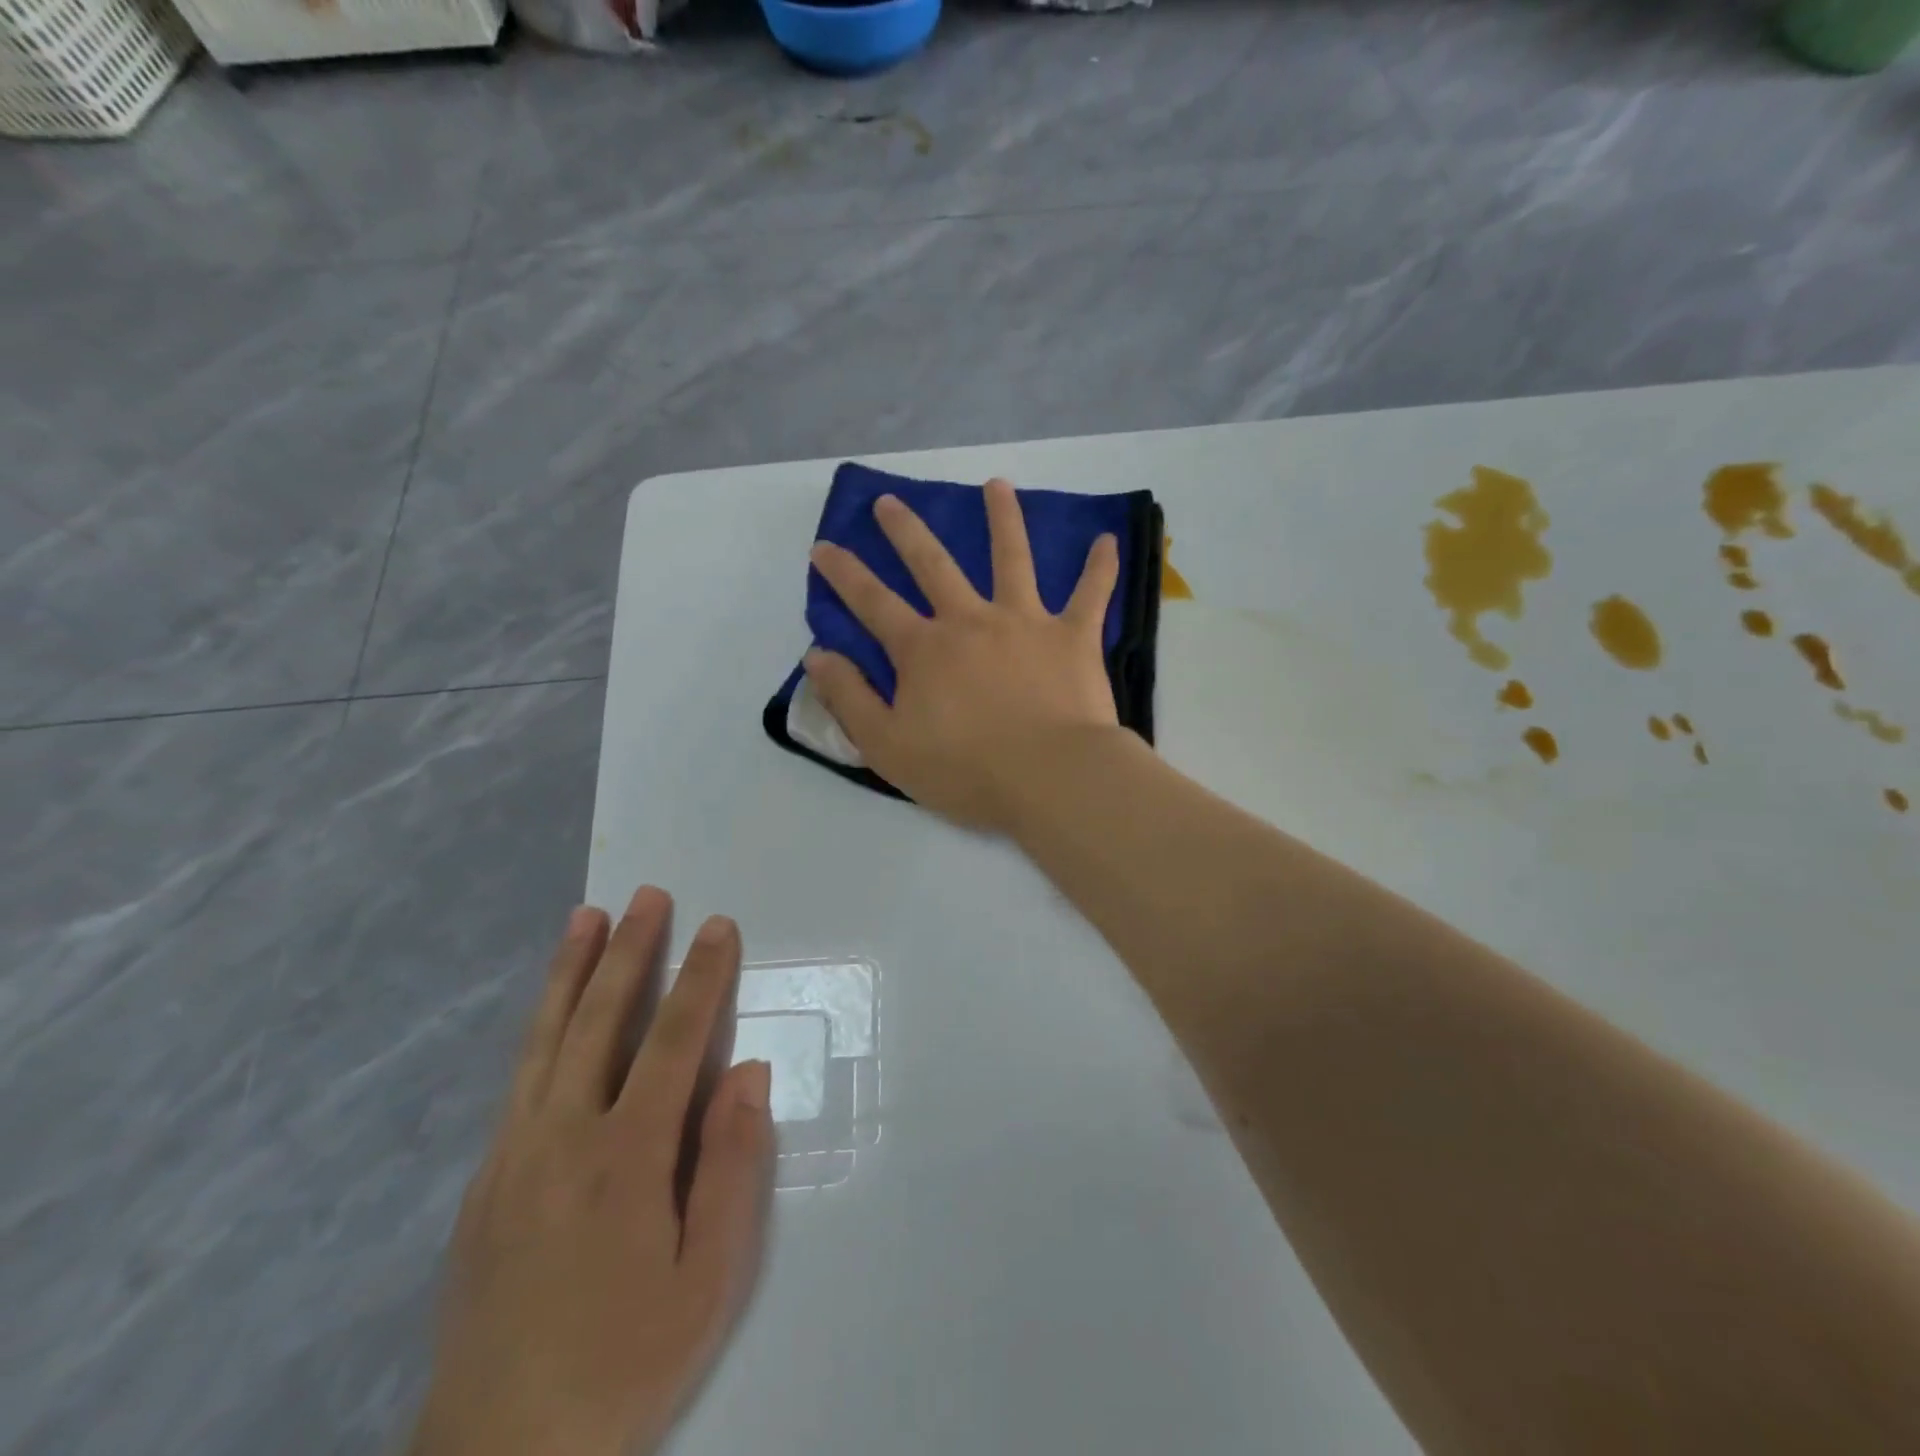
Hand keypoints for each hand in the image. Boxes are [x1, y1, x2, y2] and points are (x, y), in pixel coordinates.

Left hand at [411, 888, 773, 1455]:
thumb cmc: (626, 1360)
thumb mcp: (708, 1279)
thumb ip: (731, 1167)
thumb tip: (745, 1073)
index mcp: (625, 1156)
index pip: (671, 1040)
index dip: (700, 978)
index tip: (717, 926)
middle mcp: (562, 1136)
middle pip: (601, 1020)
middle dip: (630, 950)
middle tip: (647, 895)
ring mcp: (513, 1154)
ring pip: (546, 1038)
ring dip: (571, 971)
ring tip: (585, 917)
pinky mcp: (484, 1180)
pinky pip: (519, 1078)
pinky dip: (539, 1025)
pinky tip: (551, 1008)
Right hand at [803, 477, 1121, 831]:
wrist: (1050, 778)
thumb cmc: (966, 771)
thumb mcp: (887, 746)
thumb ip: (849, 699)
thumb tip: (817, 655)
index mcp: (924, 650)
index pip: (873, 602)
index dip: (844, 574)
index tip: (823, 546)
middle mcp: (971, 621)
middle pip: (933, 565)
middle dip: (907, 531)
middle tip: (890, 501)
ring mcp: (1025, 622)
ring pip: (1012, 558)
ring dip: (1003, 519)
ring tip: (996, 485)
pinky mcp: (1073, 637)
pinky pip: (1090, 594)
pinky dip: (1099, 567)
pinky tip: (1107, 540)